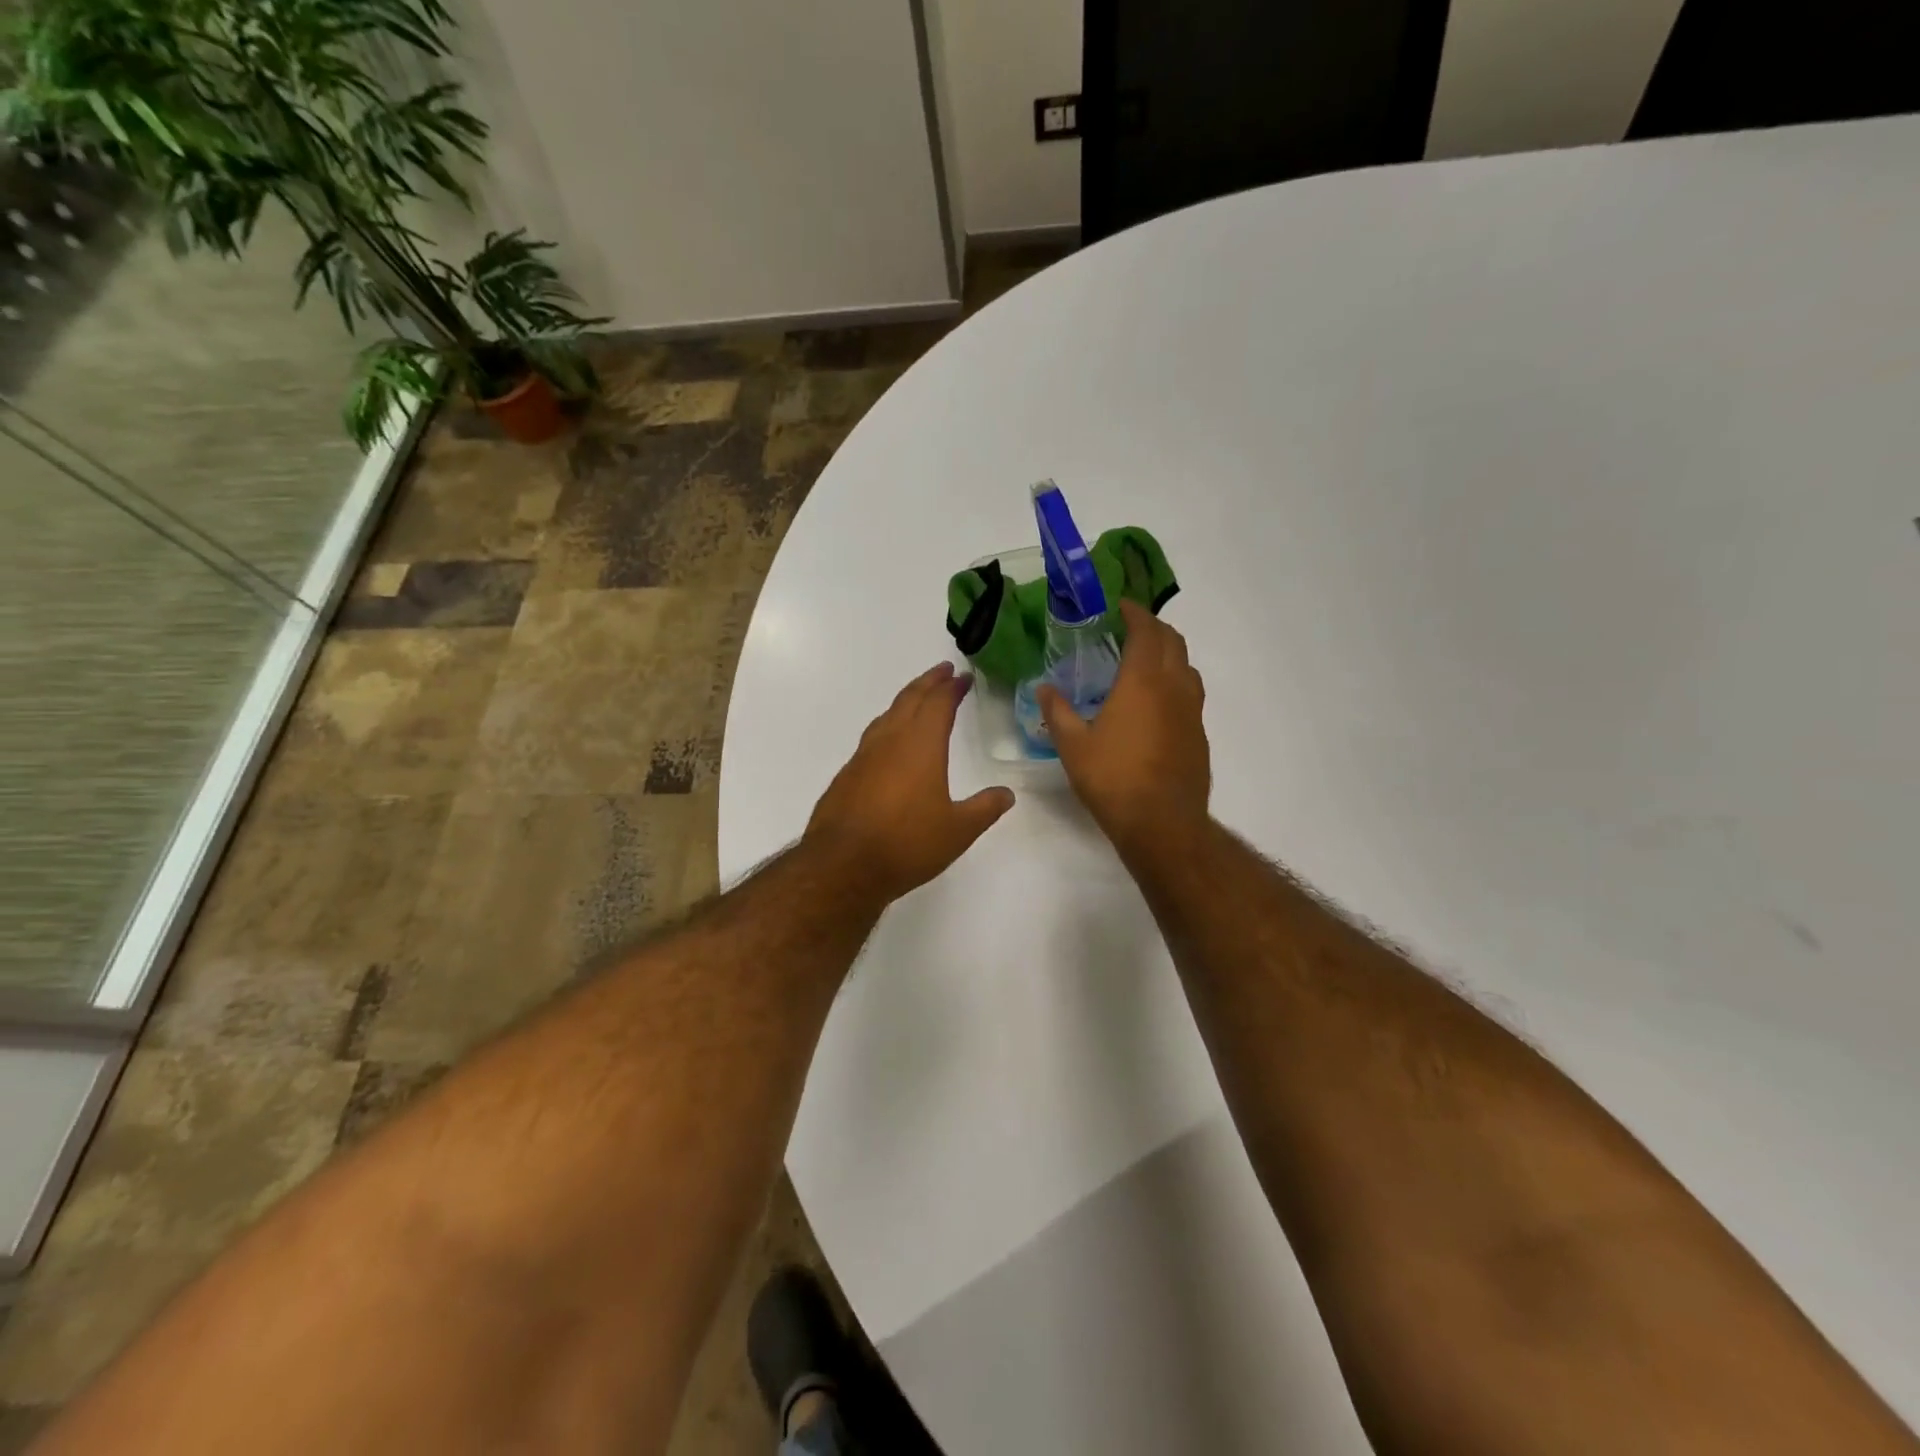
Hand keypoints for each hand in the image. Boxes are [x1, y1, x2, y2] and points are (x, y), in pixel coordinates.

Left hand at [805, 662, 1015, 903]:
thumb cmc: (907, 843)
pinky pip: (872, 737)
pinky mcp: (847, 775)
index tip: (962, 677)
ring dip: (906, 700)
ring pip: (887, 715)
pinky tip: (890, 742)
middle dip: (928, 682)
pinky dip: (888, 726)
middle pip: (910, 699)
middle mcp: (890, 741)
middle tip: (943, 671)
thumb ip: (984, 809)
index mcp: (921, 745)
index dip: (952, 687)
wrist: (843, 865)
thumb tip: (1006, 794)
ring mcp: (863, 756)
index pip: (938, 703)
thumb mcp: (958, 831)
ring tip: (918, 699)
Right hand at [1040, 600, 1210, 856]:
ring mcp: (1192, 711)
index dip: (1134, 612)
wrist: (1162, 823)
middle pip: (1173, 641)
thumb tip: (1043, 688)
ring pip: (1187, 666)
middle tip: (1130, 629)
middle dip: (1153, 628)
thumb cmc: (1113, 778)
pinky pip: (1190, 694)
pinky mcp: (1199, 734)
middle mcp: (1174, 687)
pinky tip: (1156, 705)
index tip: (1120, 605)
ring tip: (1144, 663)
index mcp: (1142, 680)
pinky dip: (1175, 683)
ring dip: (1169, 654)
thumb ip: (1058, 711)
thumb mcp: (1073, 745)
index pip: (1145, 630)